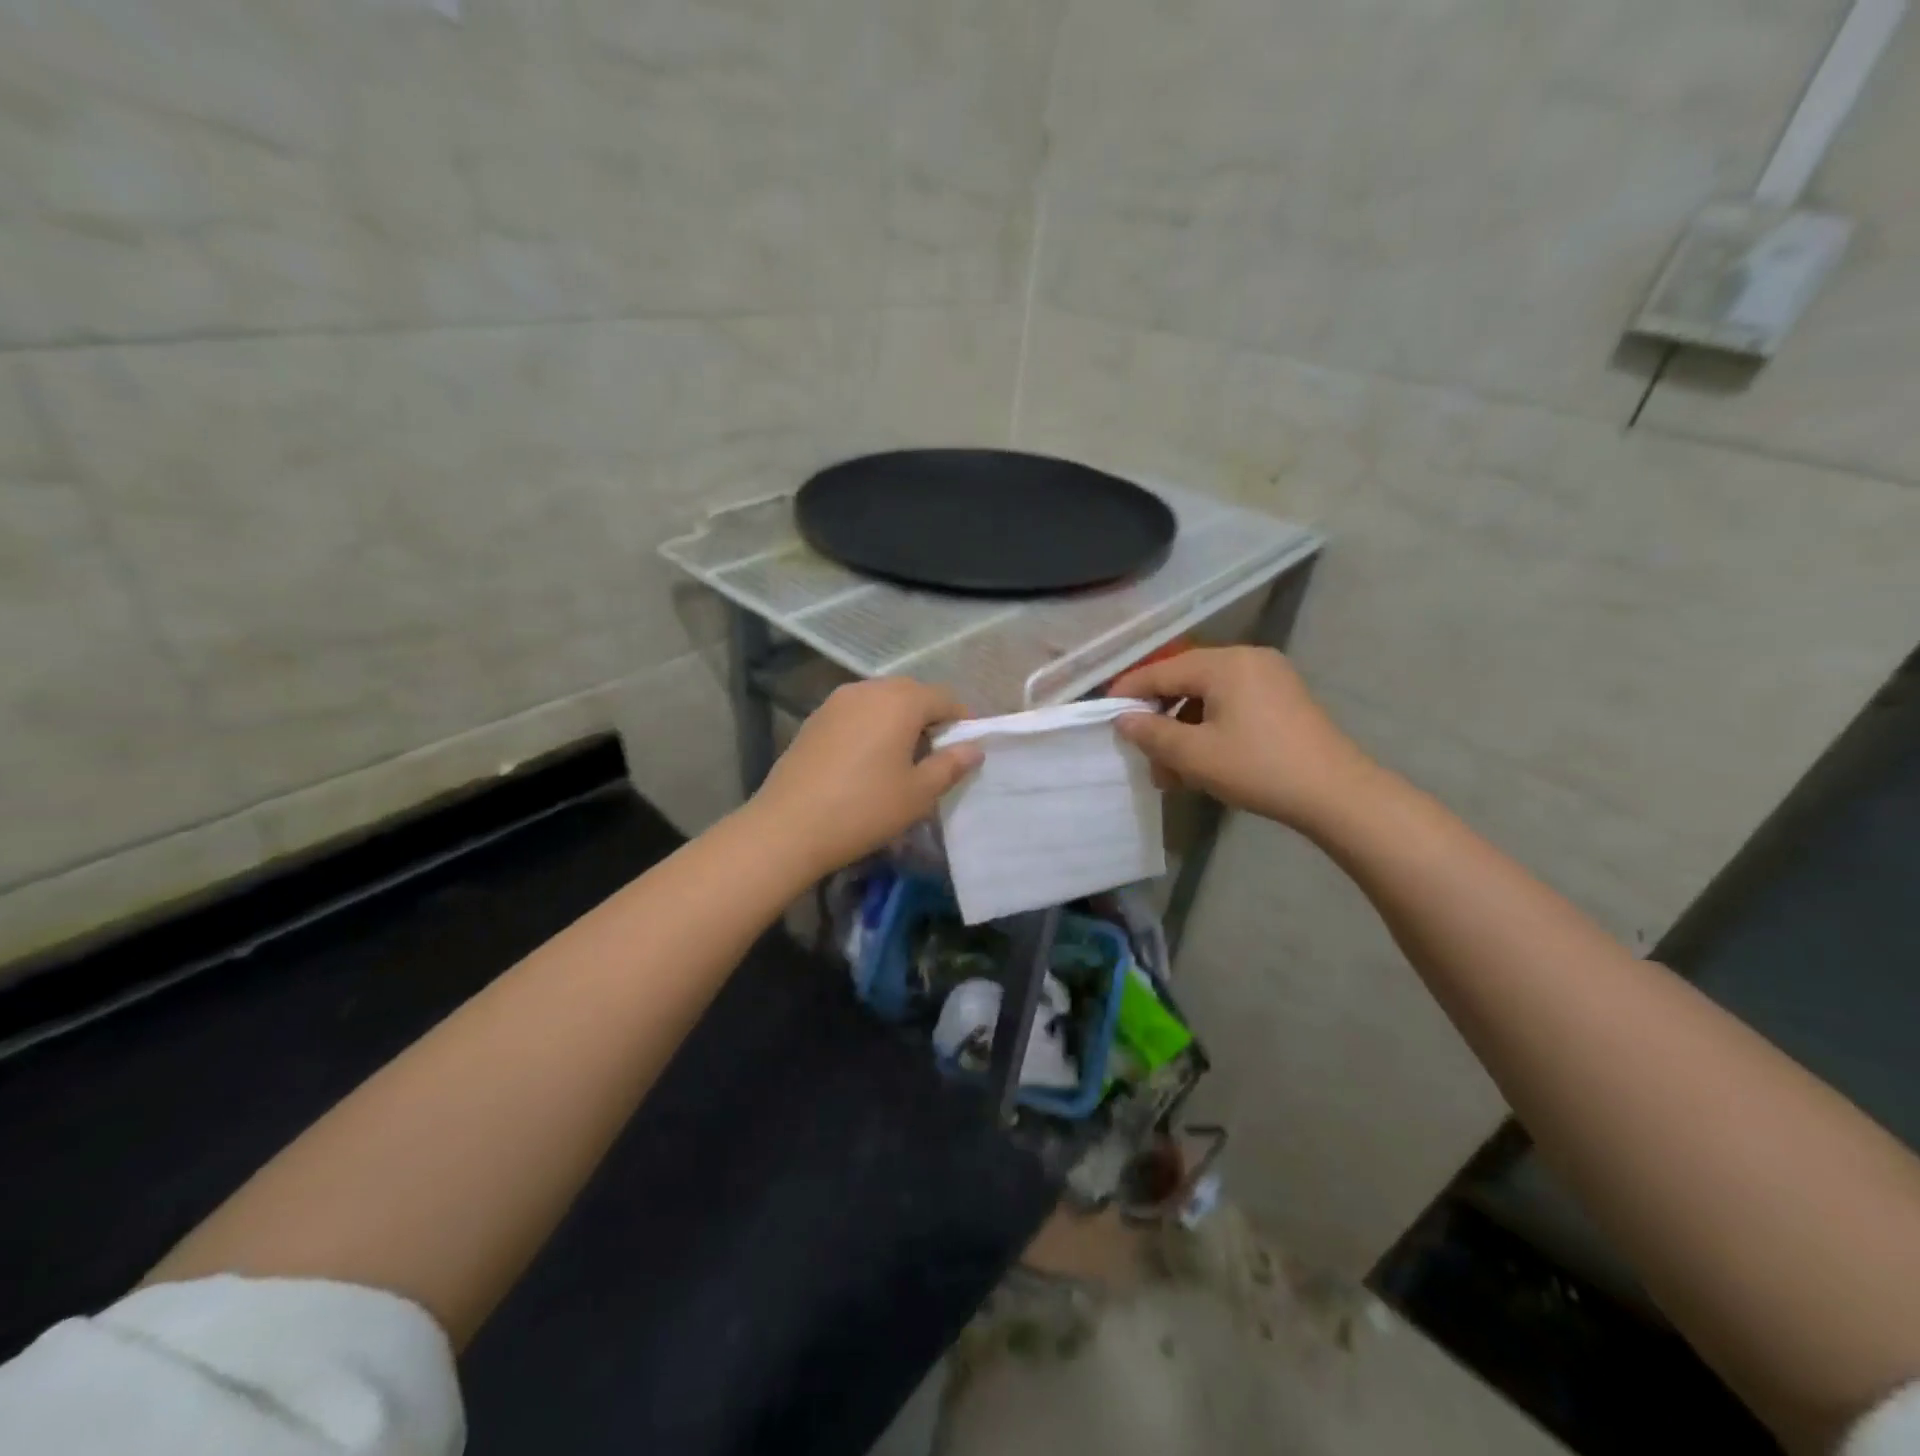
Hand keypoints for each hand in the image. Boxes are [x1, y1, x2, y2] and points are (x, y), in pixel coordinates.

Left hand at [747, 678, 982, 877]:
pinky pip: (856, 712)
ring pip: (880, 700)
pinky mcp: (815, 718)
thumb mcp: (918, 793)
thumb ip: (950, 765)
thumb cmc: (864, 808)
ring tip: (902, 757)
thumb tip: (974, 748)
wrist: (789, 826)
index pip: (944, 698)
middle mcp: (868, 689)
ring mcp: (836, 701)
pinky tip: (867, 759)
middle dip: (929, 716)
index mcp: (900, 701)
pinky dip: (871, 725)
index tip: (966, 749)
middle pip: (911, 693)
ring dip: (898, 719)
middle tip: (936, 754)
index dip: (961, 721)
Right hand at [1111, 647, 1374, 831]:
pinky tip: (1200, 763)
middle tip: (1141, 751)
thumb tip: (1122, 719)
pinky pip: (1231, 705)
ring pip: (1208, 697)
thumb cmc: (1258, 768)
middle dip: (1159, 719)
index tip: (1104, 711)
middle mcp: (1247, 659)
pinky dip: (1209, 729)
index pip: (1162, 671)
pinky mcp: (1283, 699)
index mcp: (1225, 664)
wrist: (1336, 794)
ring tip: (1170, 771)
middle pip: (1185, 682)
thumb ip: (1151, 733)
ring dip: (1183, 730)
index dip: (1129, 691)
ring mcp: (1270, 678)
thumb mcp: (1195, 755)